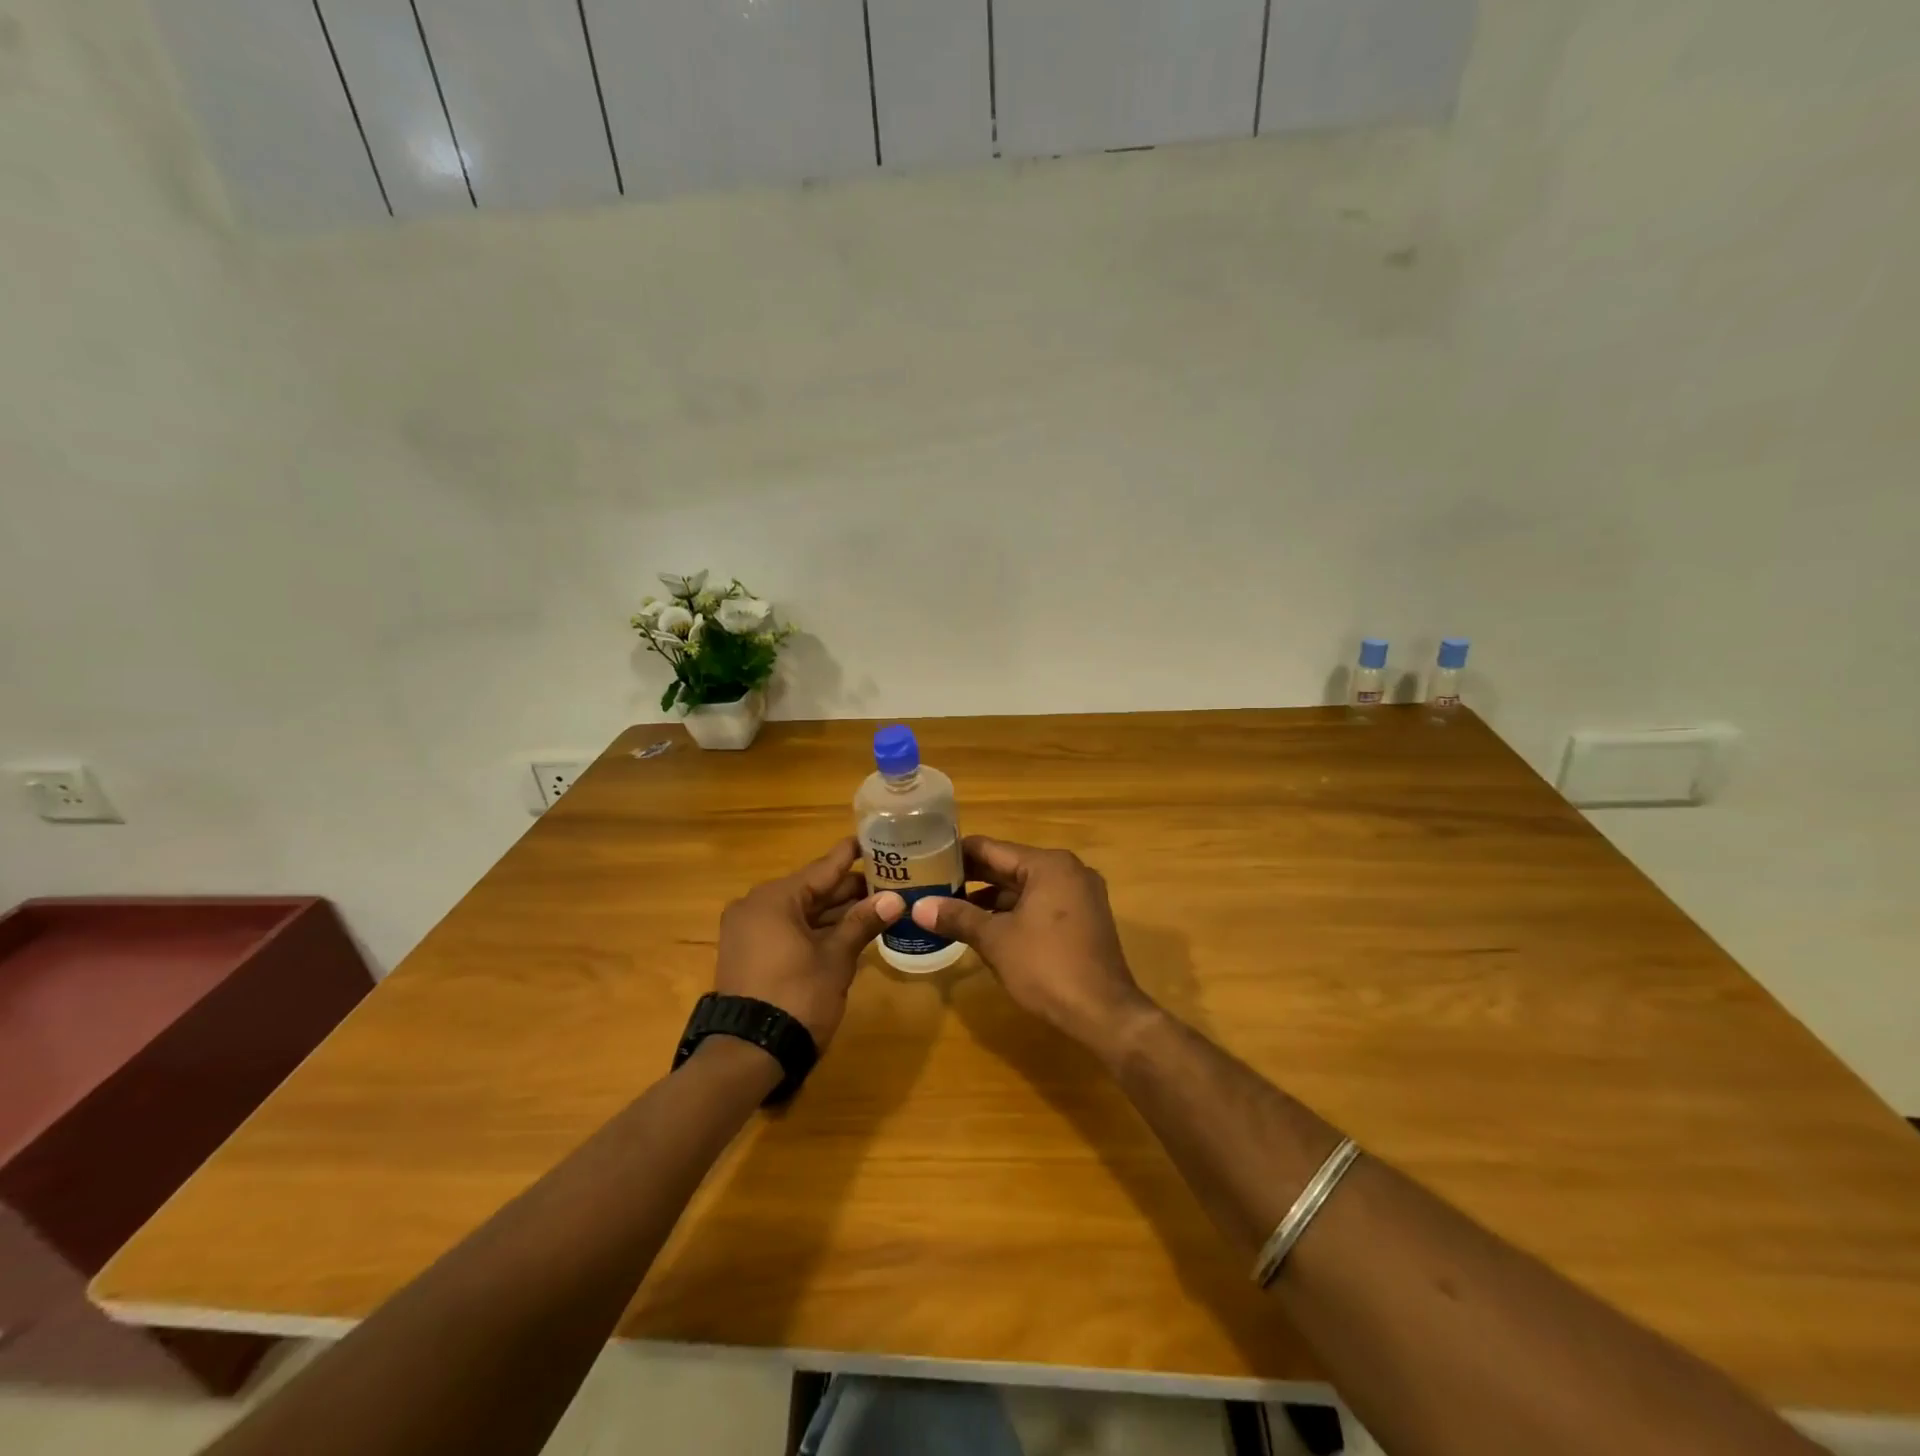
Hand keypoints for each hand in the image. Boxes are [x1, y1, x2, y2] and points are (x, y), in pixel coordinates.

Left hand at [715, 838, 903, 1051]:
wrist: (748, 1053)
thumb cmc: (796, 997)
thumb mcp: (836, 959)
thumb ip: (862, 923)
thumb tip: (895, 899)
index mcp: (775, 898)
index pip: (823, 868)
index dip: (851, 855)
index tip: (874, 839)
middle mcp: (756, 906)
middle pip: (811, 890)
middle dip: (848, 889)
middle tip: (888, 879)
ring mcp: (749, 931)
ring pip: (801, 912)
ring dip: (835, 912)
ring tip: (876, 903)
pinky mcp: (749, 954)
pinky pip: (788, 930)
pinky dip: (816, 929)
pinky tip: (848, 929)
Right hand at [910, 837, 1159, 1061]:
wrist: (1104, 1013)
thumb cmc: (1046, 967)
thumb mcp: (996, 940)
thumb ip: (957, 917)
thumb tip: (918, 906)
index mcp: (1049, 865)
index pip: (992, 848)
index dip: (957, 853)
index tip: (926, 857)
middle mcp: (1068, 871)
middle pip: (1010, 866)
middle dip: (972, 877)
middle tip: (931, 882)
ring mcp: (1080, 896)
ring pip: (1025, 888)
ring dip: (991, 898)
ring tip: (950, 905)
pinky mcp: (1084, 920)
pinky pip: (1041, 905)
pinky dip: (1014, 912)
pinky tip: (984, 926)